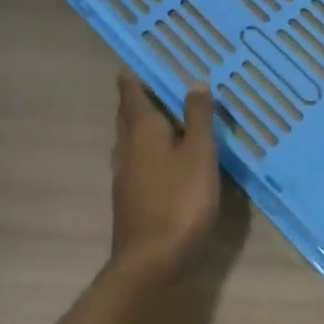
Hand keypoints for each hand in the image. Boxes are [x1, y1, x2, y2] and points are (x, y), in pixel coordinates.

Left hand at [109, 75, 218, 284]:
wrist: (149, 262)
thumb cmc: (179, 200)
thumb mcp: (200, 154)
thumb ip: (198, 117)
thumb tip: (194, 83)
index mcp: (142, 128)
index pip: (131, 92)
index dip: (134, 76)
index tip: (141, 61)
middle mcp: (127, 145)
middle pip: (128, 114)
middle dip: (138, 98)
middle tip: (157, 84)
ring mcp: (124, 173)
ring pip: (130, 138)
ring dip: (142, 124)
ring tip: (165, 117)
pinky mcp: (128, 197)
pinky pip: (135, 159)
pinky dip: (147, 149)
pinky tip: (163, 158)